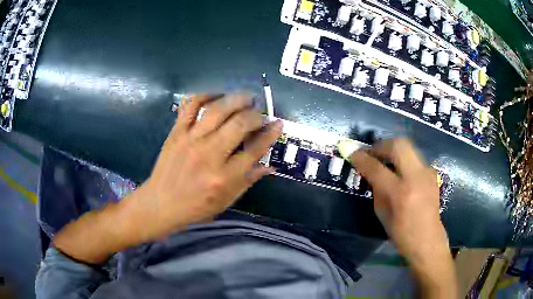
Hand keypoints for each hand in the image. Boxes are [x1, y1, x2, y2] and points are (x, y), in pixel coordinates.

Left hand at [126, 92, 282, 240]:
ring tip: (247, 97)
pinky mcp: (176, 132)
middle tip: (261, 112)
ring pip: (217, 111)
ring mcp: (190, 140)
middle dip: (256, 115)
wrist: (160, 203)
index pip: (255, 150)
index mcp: (224, 177)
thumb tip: (269, 166)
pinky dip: (204, 96)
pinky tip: (216, 95)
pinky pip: (190, 106)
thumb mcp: (226, 200)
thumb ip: (248, 180)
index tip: (278, 123)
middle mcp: (209, 155)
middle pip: (239, 124)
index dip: (270, 134)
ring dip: (236, 99)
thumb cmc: (195, 206)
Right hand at [350, 140, 456, 297]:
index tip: (352, 153)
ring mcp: (427, 173)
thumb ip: (376, 189)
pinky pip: (415, 158)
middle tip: (372, 153)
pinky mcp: (432, 174)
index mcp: (400, 193)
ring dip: (393, 150)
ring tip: (384, 160)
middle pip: (398, 145)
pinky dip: (404, 159)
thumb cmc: (401, 234)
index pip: (377, 168)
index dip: (362, 158)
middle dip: (381, 145)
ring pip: (408, 148)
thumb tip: (370, 172)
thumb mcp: (382, 214)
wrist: (428, 240)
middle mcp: (416, 177)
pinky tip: (400, 171)